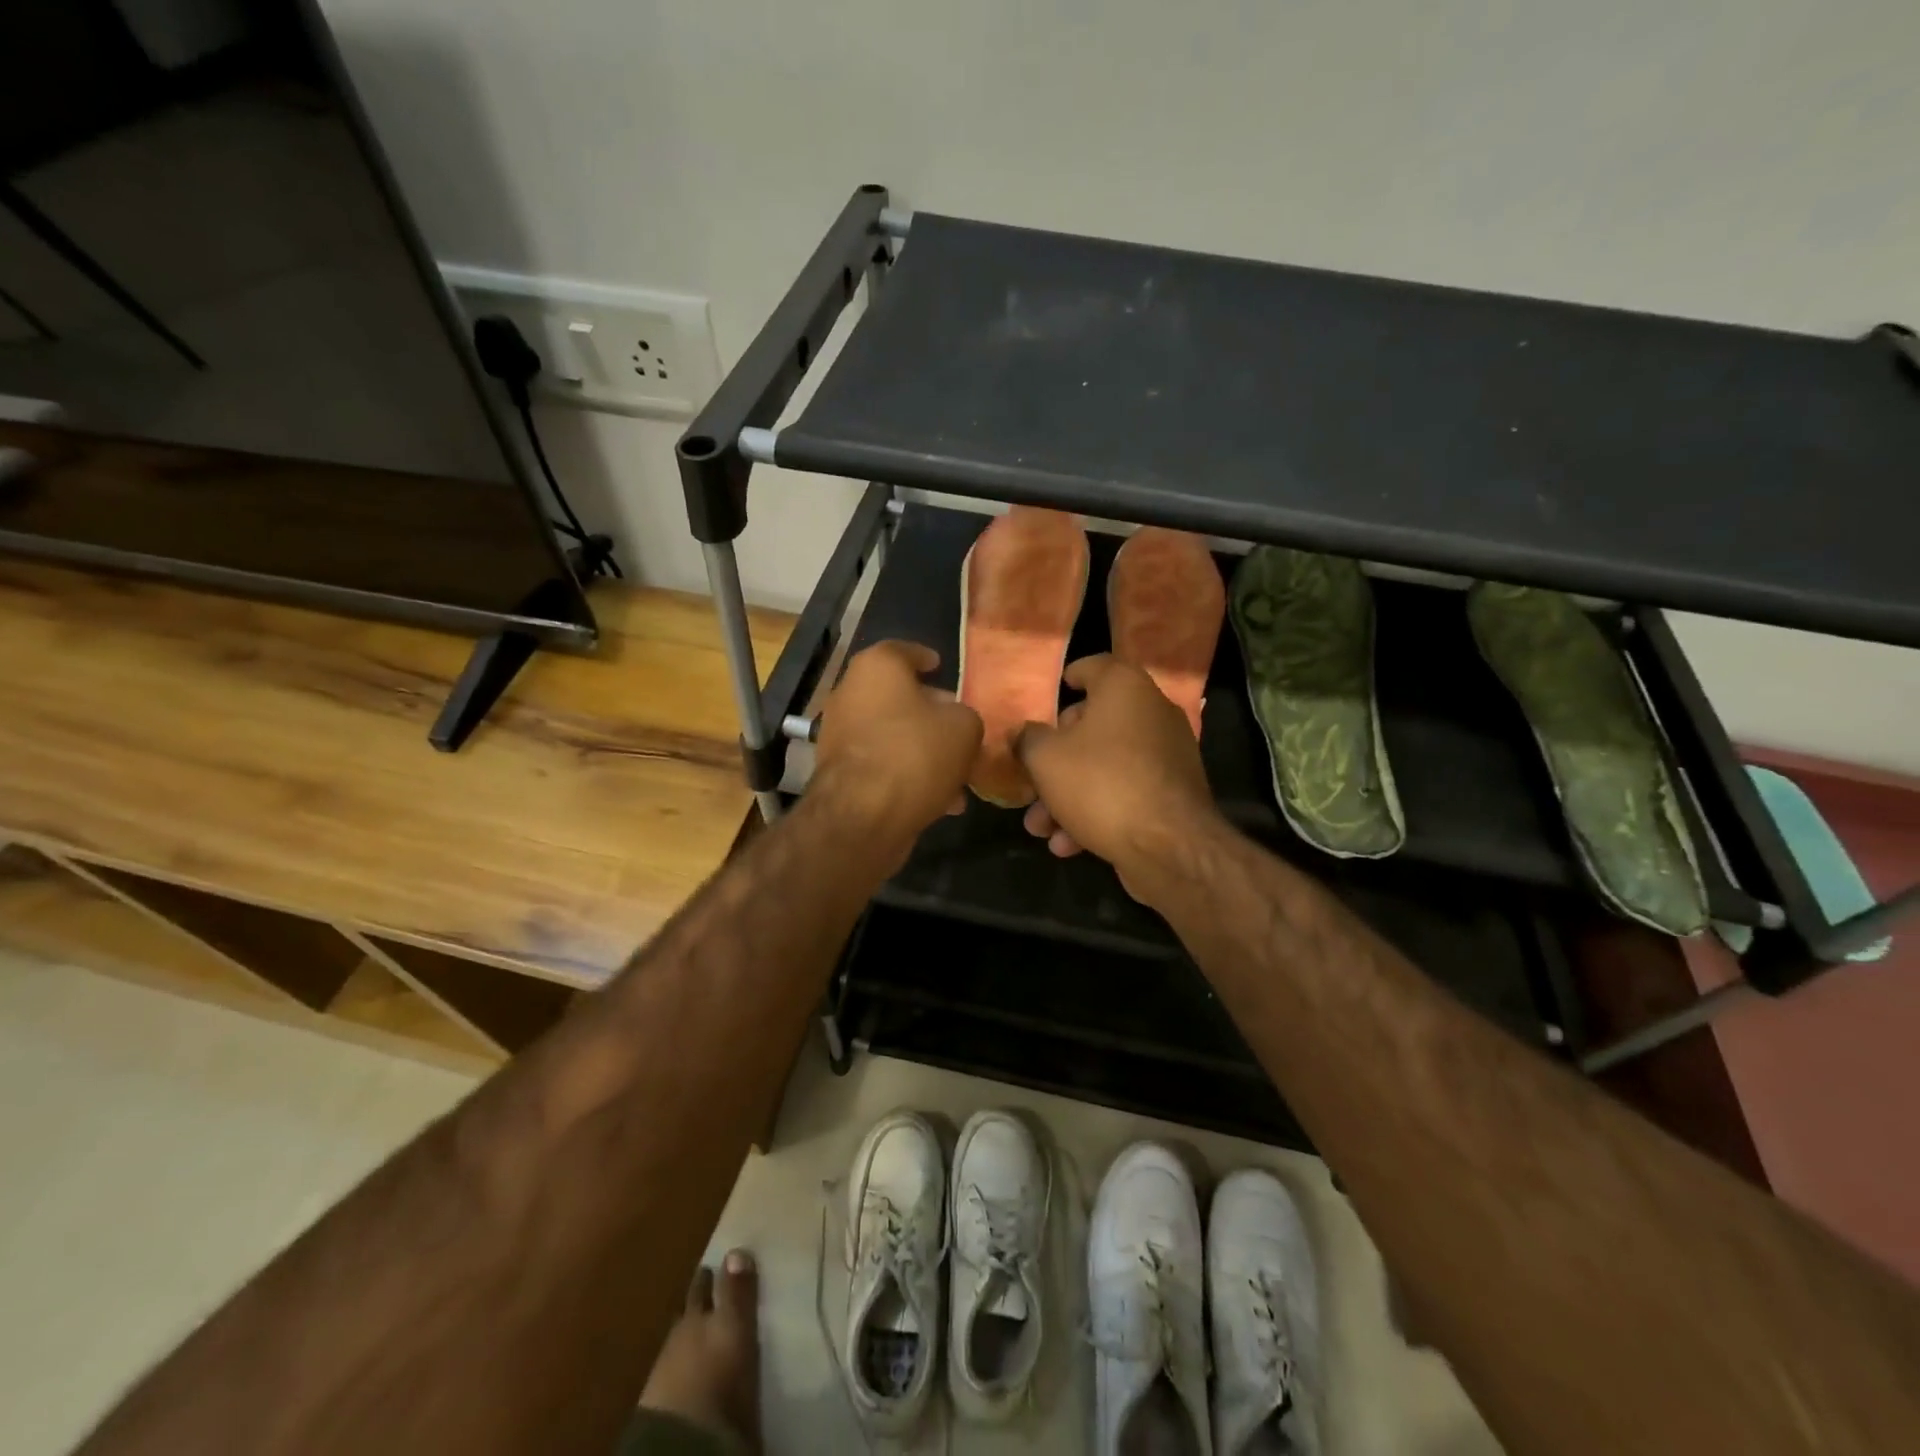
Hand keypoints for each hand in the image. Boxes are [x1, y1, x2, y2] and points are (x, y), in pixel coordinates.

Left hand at [812, 641, 982, 851]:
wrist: (863, 816)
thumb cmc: (915, 753)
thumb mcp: (964, 727)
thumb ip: (965, 715)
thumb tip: (956, 721)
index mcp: (876, 667)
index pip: (904, 651)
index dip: (926, 659)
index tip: (941, 667)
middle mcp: (849, 693)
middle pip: (897, 696)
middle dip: (930, 712)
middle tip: (958, 726)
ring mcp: (839, 734)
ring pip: (892, 734)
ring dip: (923, 750)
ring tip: (956, 774)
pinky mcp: (839, 772)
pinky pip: (882, 764)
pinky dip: (906, 775)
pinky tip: (939, 801)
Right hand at [1014, 655, 1221, 899]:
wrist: (1168, 847)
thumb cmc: (1100, 784)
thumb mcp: (1045, 759)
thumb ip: (1028, 740)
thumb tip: (1023, 733)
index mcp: (1125, 689)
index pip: (1095, 666)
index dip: (1071, 676)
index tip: (1056, 689)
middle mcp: (1152, 713)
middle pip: (1094, 725)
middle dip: (1056, 757)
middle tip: (1032, 777)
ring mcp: (1167, 755)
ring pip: (1105, 766)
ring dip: (1068, 794)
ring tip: (1040, 827)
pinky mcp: (1172, 793)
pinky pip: (1126, 792)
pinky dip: (1096, 811)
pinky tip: (1069, 844)